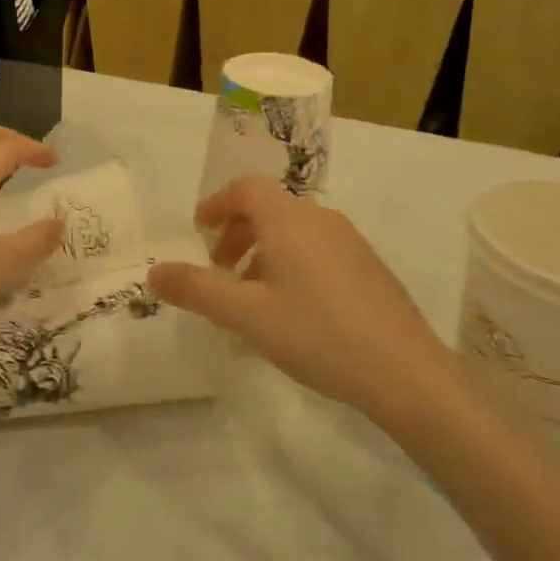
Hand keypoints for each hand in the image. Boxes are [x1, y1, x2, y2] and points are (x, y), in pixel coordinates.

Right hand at [148, 176, 447, 416]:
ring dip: (264, 251)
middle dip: (237, 232)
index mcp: (288, 219)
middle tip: (220, 270)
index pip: (245, 188)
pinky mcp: (369, 266)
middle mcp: (320, 218)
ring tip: (252, 296)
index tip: (199, 230)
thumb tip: (153, 272)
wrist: (405, 372)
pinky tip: (294, 310)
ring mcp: (350, 241)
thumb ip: (196, 290)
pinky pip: (317, 249)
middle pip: (269, 208)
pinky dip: (292, 263)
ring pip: (294, 231)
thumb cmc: (316, 333)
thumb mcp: (246, 316)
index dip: (217, 203)